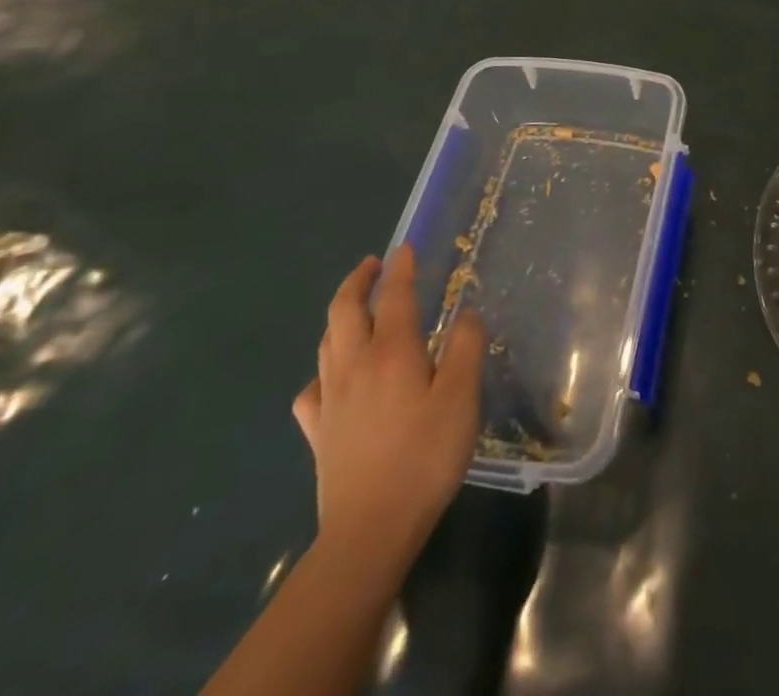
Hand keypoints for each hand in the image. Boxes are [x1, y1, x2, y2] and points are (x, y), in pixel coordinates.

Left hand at [292, 248, 484, 562]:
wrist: (369, 530)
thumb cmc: (424, 457)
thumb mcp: (461, 398)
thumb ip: (465, 348)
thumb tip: (466, 311)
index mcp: (392, 351)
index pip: (394, 295)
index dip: (400, 268)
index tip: (404, 248)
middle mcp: (354, 364)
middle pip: (345, 309)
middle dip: (357, 281)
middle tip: (372, 265)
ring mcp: (329, 399)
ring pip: (326, 341)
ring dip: (339, 314)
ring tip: (355, 307)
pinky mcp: (317, 432)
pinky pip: (313, 387)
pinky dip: (323, 369)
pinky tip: (332, 378)